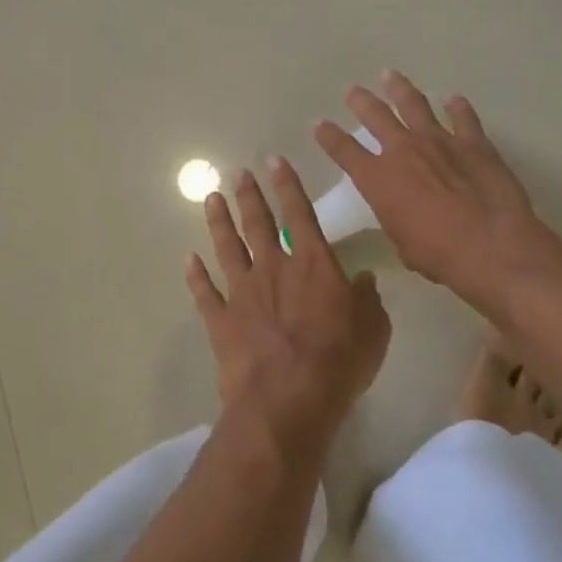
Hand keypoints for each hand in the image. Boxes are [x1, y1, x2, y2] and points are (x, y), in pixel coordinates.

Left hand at [186, 159, 390, 431]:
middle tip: (239, 173)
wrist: (287, 400)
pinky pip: (205, 291)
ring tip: (211, 199)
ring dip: (219, 222)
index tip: (274, 161)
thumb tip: (363, 279)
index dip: (287, 185)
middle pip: (258, 223)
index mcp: (313, 264)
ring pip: (227, 248)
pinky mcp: (221, 320)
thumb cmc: (339, 363)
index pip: (300, 213)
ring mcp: (242, 292)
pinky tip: (188, 259)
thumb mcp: (373, 330)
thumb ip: (367, 299)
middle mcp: (274, 268)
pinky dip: (195, 275)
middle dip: (250, 196)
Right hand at [314, 72, 560, 314]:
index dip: (328, 137)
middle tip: (352, 89)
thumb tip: (402, 212)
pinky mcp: (475, 143)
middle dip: (361, 101)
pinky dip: (457, 107)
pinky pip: (463, 118)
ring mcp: (440, 141)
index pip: (344, 151)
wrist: (489, 244)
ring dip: (400, 89)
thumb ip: (396, 217)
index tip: (318, 124)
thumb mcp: (401, 240)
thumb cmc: (437, 253)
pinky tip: (453, 99)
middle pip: (376, 116)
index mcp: (377, 179)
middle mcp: (403, 151)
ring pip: (414, 105)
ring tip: (390, 75)